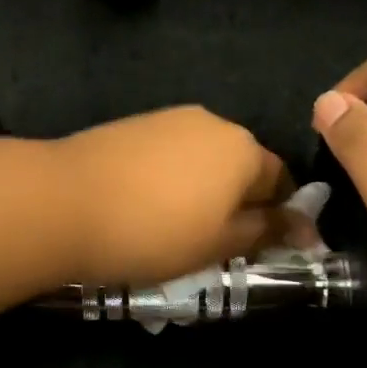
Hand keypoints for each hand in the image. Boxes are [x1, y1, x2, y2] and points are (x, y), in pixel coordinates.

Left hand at [51, 106, 292, 286]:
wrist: (62, 202)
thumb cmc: (154, 232)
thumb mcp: (218, 245)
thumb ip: (265, 231)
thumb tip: (304, 226)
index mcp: (244, 148)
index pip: (281, 180)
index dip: (280, 216)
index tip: (266, 249)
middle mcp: (212, 122)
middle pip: (241, 165)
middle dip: (238, 201)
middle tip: (219, 244)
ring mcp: (168, 118)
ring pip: (202, 159)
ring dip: (203, 189)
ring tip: (177, 227)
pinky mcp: (133, 124)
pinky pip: (168, 154)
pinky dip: (170, 178)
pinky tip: (146, 205)